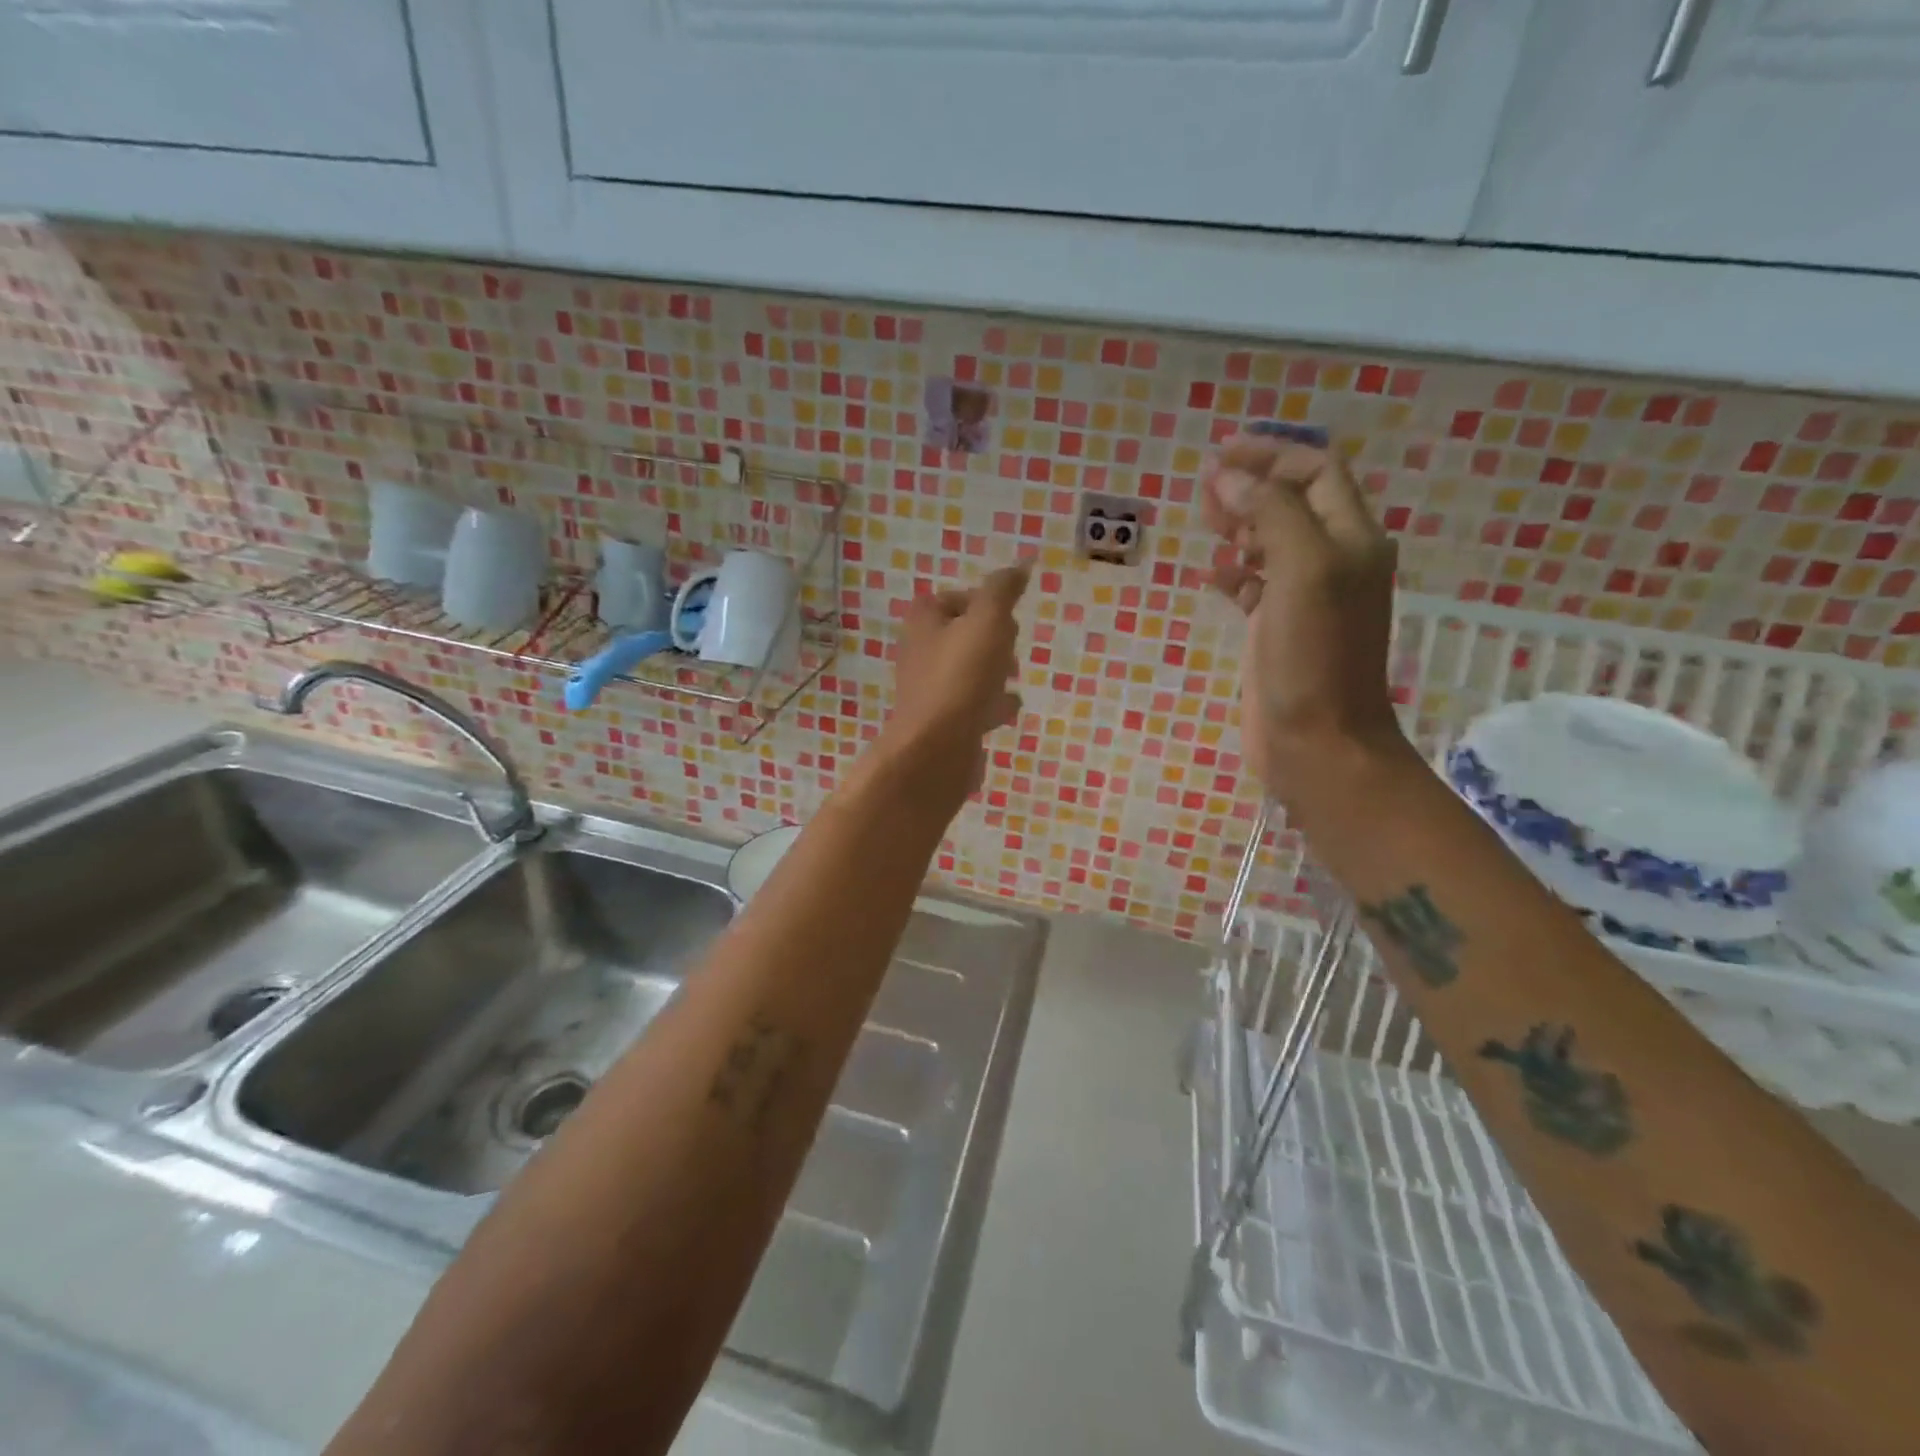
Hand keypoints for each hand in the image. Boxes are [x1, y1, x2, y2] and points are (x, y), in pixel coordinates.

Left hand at [887, 564, 1029, 799]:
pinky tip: (1008, 711)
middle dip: (989, 638)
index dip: (982, 602)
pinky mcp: (942, 723)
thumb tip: (1020, 565)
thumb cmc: (961, 677)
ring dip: (991, 672)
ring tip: (1013, 678)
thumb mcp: (988, 621)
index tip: (1006, 615)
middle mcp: (921, 653)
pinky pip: (970, 706)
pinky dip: (990, 704)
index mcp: (924, 622)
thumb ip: (1002, 591)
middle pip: (960, 636)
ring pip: (966, 672)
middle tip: (1011, 647)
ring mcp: (930, 691)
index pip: (952, 599)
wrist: (936, 749)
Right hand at [1202, 435, 1405, 797]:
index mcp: (1351, 539)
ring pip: (1271, 542)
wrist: (1318, 743)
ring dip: (1239, 526)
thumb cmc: (1314, 656)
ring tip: (1204, 524)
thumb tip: (1227, 478)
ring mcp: (1306, 598)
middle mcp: (1334, 561)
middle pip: (1293, 503)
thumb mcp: (1300, 572)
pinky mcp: (1280, 629)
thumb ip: (1269, 515)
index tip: (1219, 455)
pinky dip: (1233, 573)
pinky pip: (1255, 585)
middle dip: (1251, 487)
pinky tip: (1210, 576)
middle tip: (1203, 489)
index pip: (1316, 473)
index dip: (1271, 456)